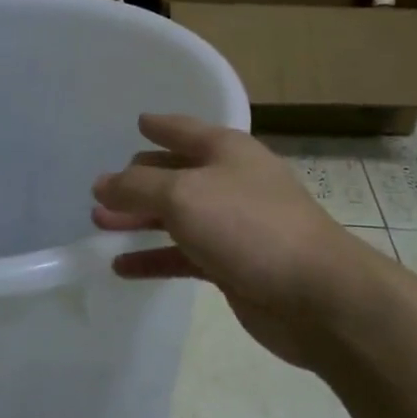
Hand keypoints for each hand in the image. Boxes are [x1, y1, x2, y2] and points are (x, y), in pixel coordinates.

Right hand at [92, 116, 377, 368]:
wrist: (316, 295)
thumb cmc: (248, 226)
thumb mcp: (183, 196)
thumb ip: (137, 187)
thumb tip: (102, 183)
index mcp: (226, 151)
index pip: (183, 129)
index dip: (159, 125)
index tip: (138, 122)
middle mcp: (230, 181)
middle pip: (176, 174)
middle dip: (138, 180)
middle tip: (100, 189)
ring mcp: (233, 225)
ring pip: (176, 217)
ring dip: (139, 219)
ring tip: (100, 223)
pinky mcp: (232, 266)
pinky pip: (183, 256)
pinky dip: (154, 258)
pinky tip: (122, 267)